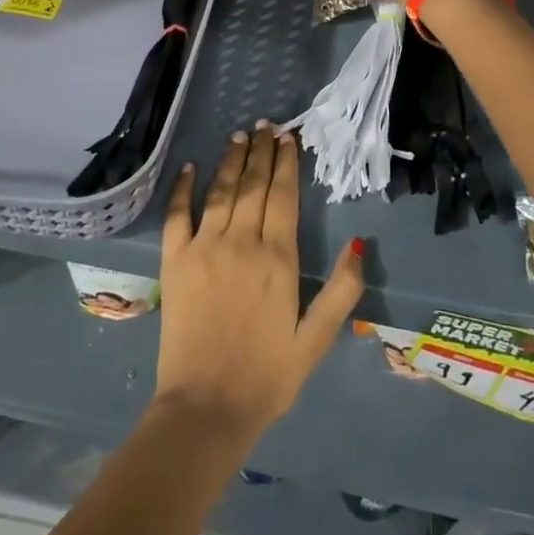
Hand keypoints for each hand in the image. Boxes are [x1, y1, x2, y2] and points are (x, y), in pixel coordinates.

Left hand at [155, 123, 364, 447]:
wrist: (205, 408)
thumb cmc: (266, 377)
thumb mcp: (316, 340)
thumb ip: (342, 291)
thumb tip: (359, 244)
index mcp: (277, 259)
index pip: (282, 196)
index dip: (286, 163)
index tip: (288, 138)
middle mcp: (240, 243)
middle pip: (253, 185)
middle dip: (261, 152)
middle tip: (266, 125)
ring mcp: (203, 249)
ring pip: (220, 191)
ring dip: (230, 160)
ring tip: (239, 135)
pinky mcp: (174, 262)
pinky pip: (177, 215)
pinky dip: (182, 188)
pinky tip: (189, 167)